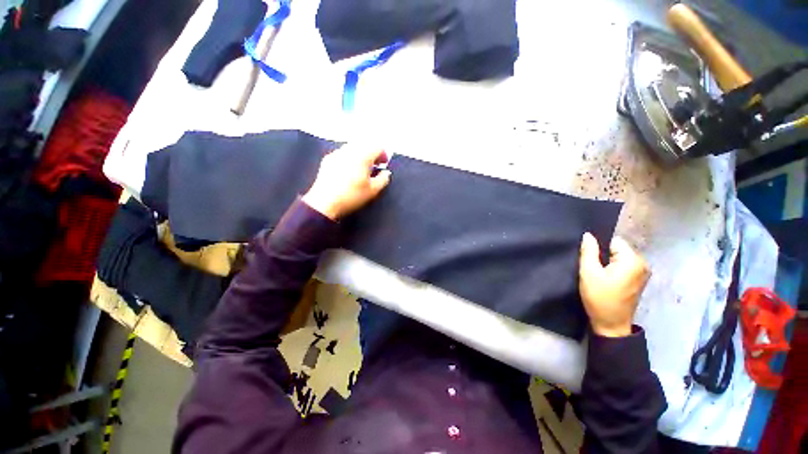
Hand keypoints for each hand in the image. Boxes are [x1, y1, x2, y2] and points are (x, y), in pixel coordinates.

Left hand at [302, 144, 390, 219]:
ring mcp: (337, 153)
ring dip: (360, 153)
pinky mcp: (327, 159)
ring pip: (352, 147)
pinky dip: (349, 157)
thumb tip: (386, 172)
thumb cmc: (352, 196)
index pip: (377, 147)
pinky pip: (342, 152)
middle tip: (374, 165)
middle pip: (365, 144)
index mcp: (363, 156)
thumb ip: (383, 179)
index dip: (383, 154)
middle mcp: (350, 150)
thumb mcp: (373, 191)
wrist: (325, 203)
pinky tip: (348, 170)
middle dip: (372, 152)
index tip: (383, 164)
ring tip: (361, 167)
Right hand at [579, 233, 649, 336]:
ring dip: (608, 263)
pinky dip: (614, 270)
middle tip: (592, 269)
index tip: (590, 260)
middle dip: (604, 255)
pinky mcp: (640, 280)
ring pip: (620, 258)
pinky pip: (624, 266)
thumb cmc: (599, 297)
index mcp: (632, 260)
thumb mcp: (588, 273)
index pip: (613, 241)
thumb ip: (588, 251)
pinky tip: (606, 280)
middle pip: (618, 249)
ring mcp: (643, 273)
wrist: (611, 324)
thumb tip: (588, 235)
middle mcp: (643, 263)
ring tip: (598, 275)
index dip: (599, 248)